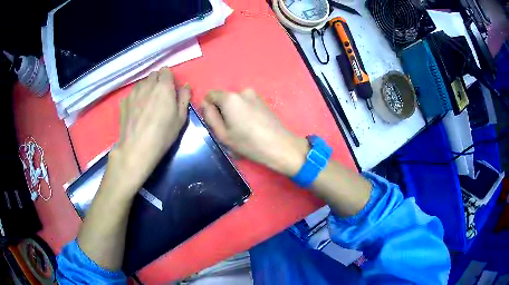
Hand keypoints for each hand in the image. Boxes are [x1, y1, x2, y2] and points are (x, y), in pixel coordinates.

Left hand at [107, 68, 189, 196]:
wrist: (137, 148)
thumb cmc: (163, 134)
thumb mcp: (181, 118)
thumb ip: (184, 98)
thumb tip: (185, 87)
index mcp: (163, 86)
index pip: (166, 71)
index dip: (169, 78)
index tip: (170, 89)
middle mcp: (147, 84)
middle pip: (153, 75)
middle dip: (158, 81)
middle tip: (160, 97)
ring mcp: (133, 92)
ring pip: (142, 83)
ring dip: (147, 88)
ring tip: (147, 104)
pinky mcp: (124, 101)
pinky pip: (133, 93)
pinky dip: (136, 97)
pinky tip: (137, 111)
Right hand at [201, 89, 307, 176]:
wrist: (279, 146)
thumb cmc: (248, 143)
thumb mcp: (223, 134)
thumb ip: (210, 117)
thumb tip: (205, 104)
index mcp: (230, 98)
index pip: (210, 95)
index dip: (208, 107)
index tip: (215, 122)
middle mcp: (242, 91)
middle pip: (224, 98)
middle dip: (222, 110)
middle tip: (229, 130)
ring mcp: (255, 95)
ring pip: (235, 102)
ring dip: (234, 112)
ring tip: (242, 130)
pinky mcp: (263, 101)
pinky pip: (246, 104)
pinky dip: (244, 112)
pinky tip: (252, 127)